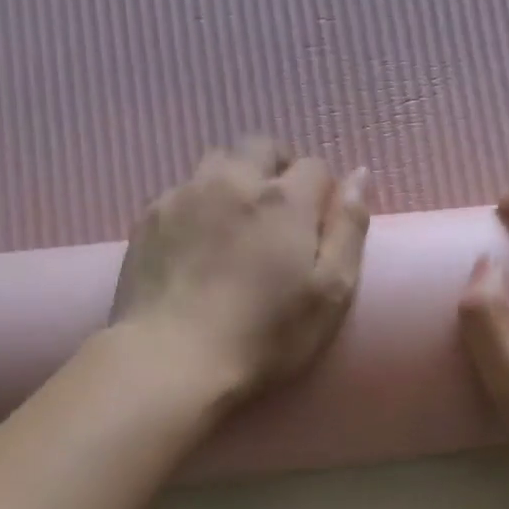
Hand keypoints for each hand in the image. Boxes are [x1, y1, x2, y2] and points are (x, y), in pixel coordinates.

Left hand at [111, 137, 370, 401]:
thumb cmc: (264, 336)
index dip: (321, 192)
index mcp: (283, 199)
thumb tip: (360, 174)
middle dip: (277, 169)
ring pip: (216, 162)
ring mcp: (184, 195)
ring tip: (235, 224)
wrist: (172, 361)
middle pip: (261, 148)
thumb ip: (349, 229)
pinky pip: (180, 192)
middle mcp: (232, 181)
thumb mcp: (330, 294)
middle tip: (279, 217)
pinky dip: (197, 205)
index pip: (314, 165)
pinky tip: (195, 246)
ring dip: (234, 180)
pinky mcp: (148, 218)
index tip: (316, 226)